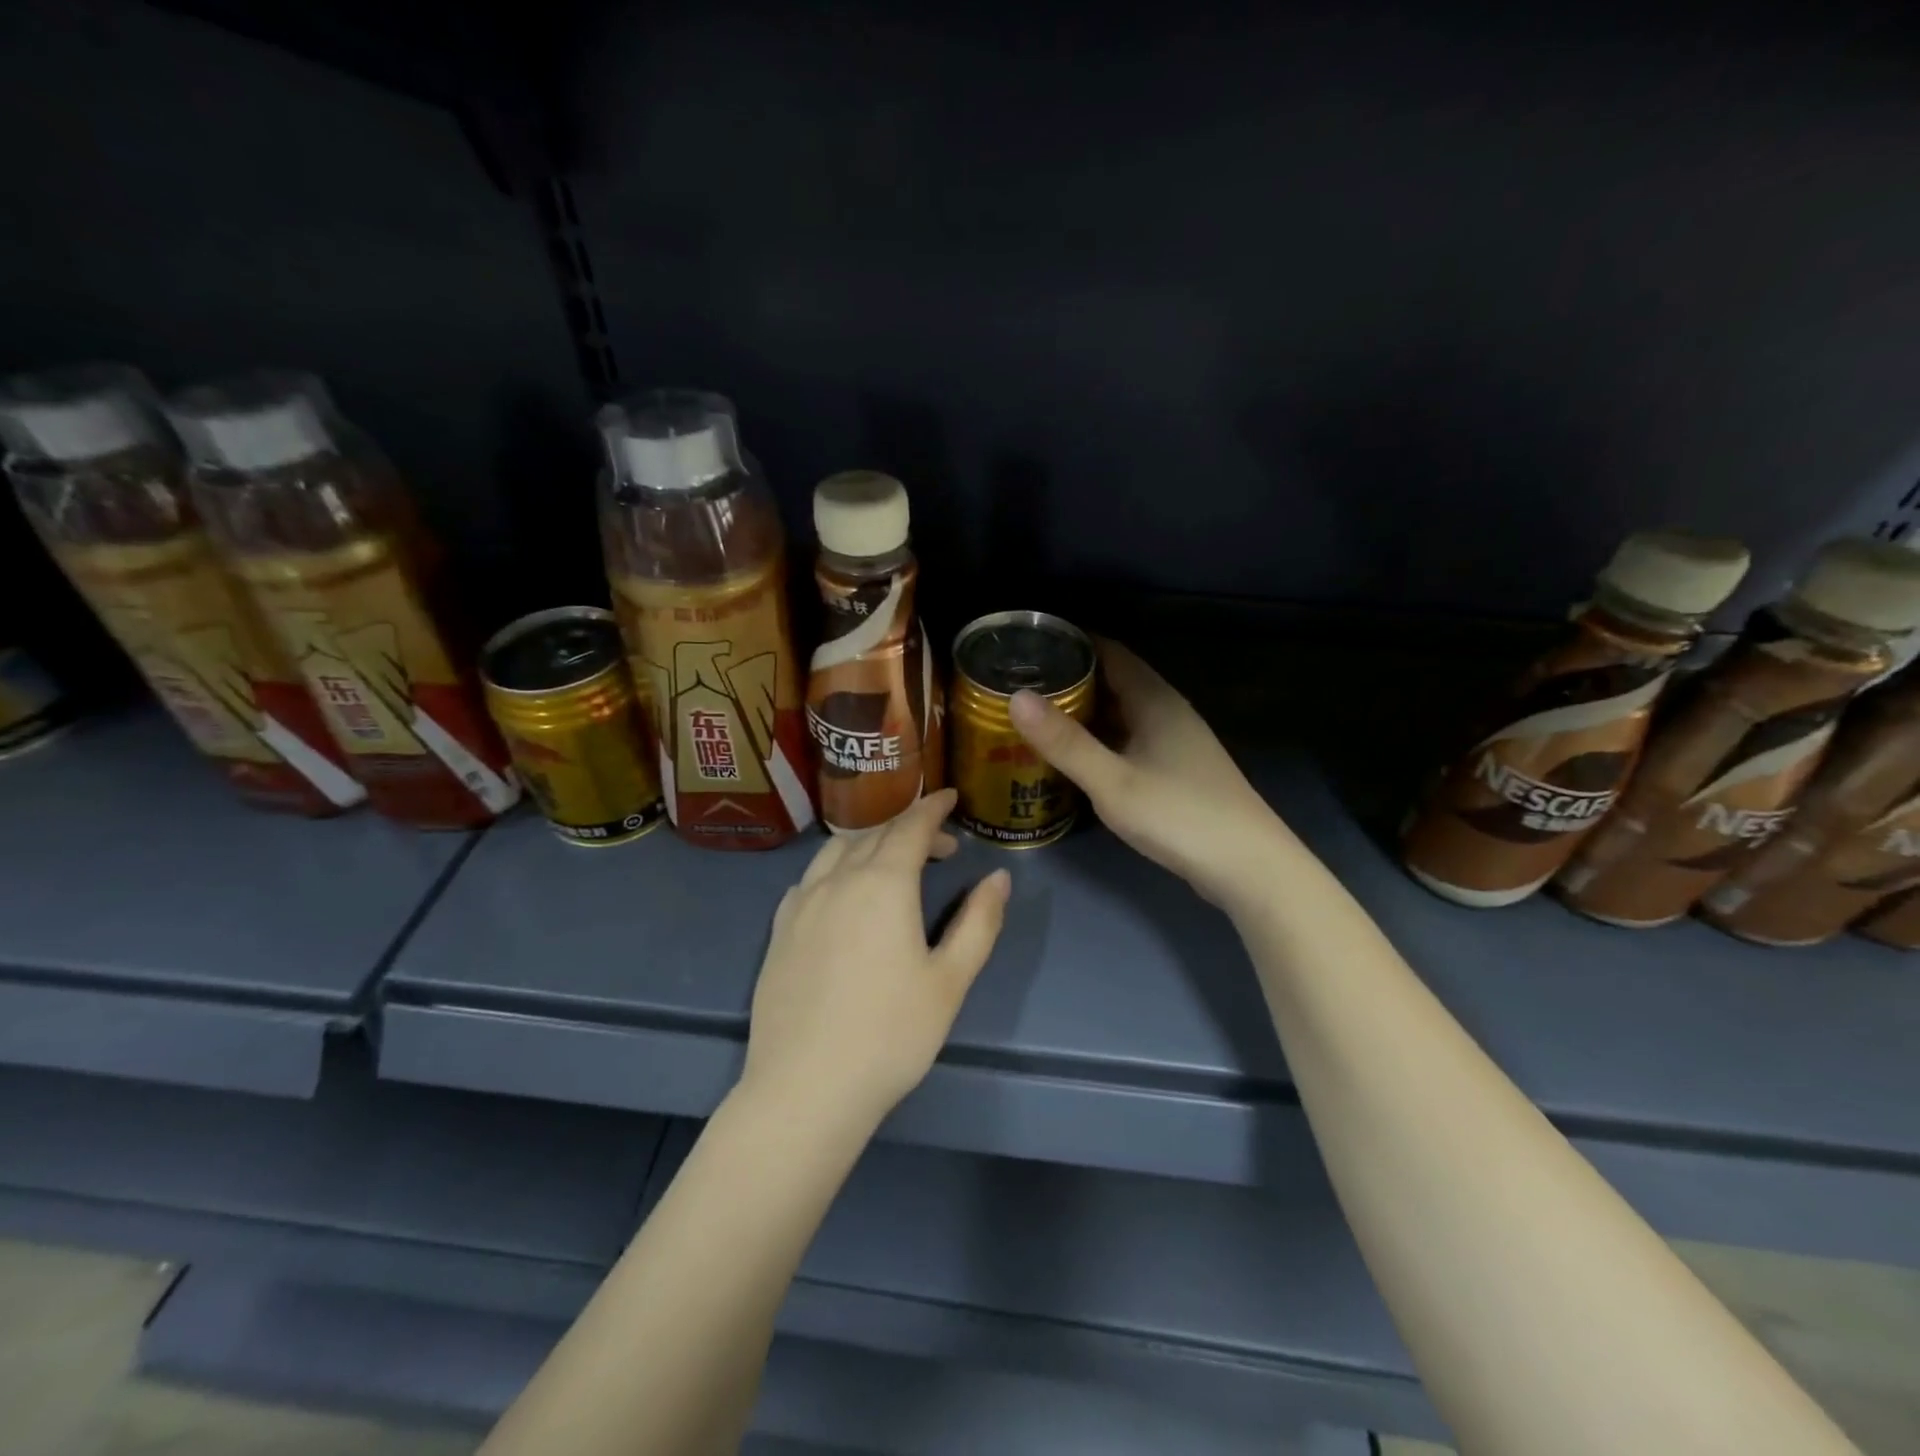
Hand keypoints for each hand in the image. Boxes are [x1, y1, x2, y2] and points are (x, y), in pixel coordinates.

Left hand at [741, 789, 1011, 1128]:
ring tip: (892, 863)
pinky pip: (810, 878)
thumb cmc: (890, 1034)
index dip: (933, 807)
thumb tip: (999, 877)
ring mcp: (801, 903)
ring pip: (837, 850)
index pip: (911, 827)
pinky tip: (844, 893)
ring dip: (870, 843)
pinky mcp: (779, 929)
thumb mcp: (950, 980)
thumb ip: (978, 922)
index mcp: (883, 884)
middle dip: (911, 828)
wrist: (805, 1087)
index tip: (951, 795)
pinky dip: (836, 868)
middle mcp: (838, 880)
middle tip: (941, 846)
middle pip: (876, 834)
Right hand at [1009, 639, 1286, 906]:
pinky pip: (1129, 739)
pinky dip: (1100, 739)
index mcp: (1154, 700)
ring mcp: (1175, 742)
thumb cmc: (1178, 815)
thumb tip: (1017, 697)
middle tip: (1020, 685)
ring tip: (1036, 717)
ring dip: (1084, 712)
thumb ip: (1065, 741)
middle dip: (1070, 679)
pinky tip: (1075, 756)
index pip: (1109, 652)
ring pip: (1122, 713)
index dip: (1071, 643)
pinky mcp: (1177, 770)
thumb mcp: (1112, 781)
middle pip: (1114, 681)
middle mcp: (1167, 711)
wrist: (1248, 866)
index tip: (1028, 646)